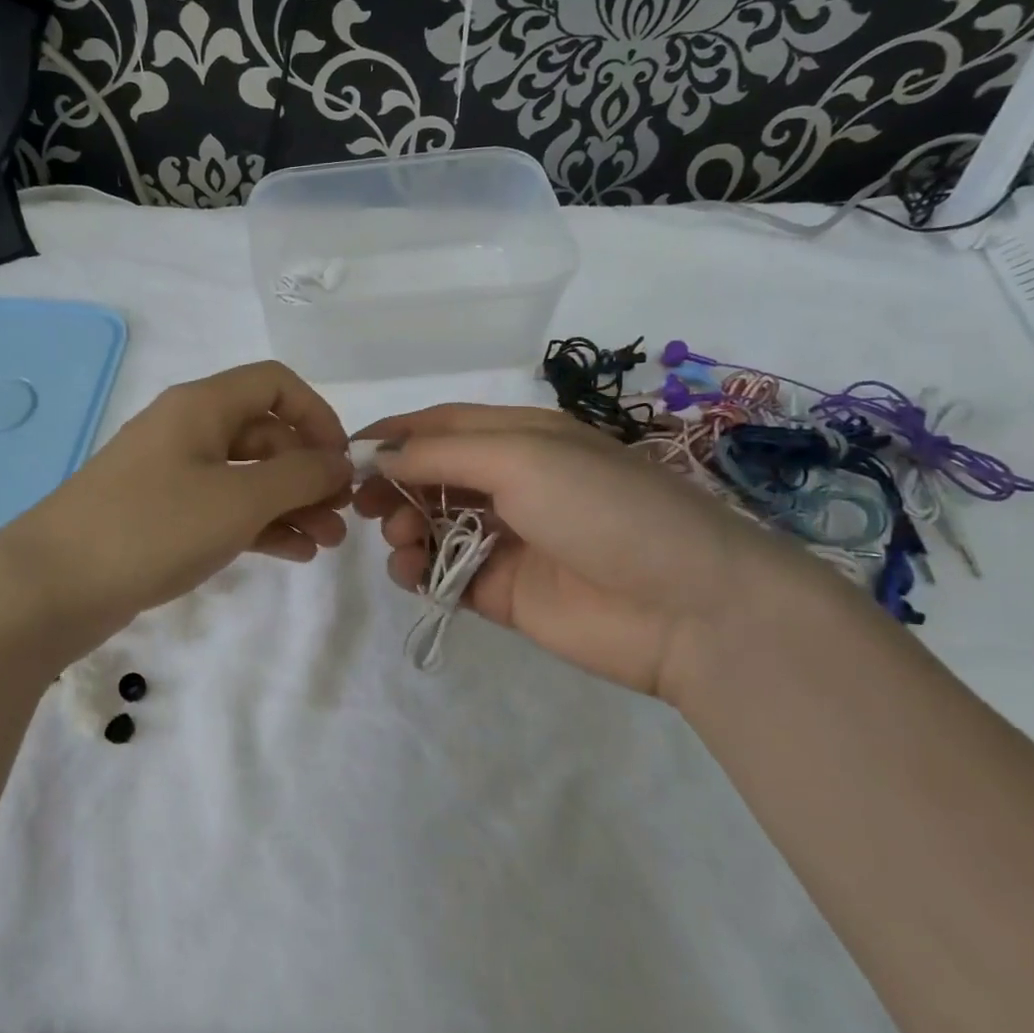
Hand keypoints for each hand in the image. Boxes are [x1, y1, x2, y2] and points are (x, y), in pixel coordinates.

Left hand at [0, 361, 352, 637]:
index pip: (276, 384)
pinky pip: (224, 508)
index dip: (318, 416)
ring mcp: (172, 475)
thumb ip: (299, 476)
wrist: (53, 585)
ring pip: (247, 476)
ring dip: (291, 503)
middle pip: (265, 433)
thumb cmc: (152, 528)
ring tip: (326, 543)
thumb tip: (340, 463)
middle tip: (341, 515)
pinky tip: (293, 553)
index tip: (342, 462)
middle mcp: (188, 430)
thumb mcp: (238, 499)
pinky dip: (261, 525)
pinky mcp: (162, 516)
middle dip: (309, 471)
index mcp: (202, 406)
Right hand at [353, 404, 833, 700]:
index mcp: (523, 438)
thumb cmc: (602, 508)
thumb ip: (442, 455)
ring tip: (402, 538)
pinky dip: (419, 569)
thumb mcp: (521, 458)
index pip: (442, 426)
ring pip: (432, 524)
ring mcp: (507, 539)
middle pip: (431, 475)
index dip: (394, 434)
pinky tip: (412, 570)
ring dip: (404, 526)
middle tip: (364, 504)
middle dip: (393, 483)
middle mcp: (513, 483)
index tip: (346, 453)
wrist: (687, 606)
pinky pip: (444, 572)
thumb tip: (379, 456)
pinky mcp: (502, 591)